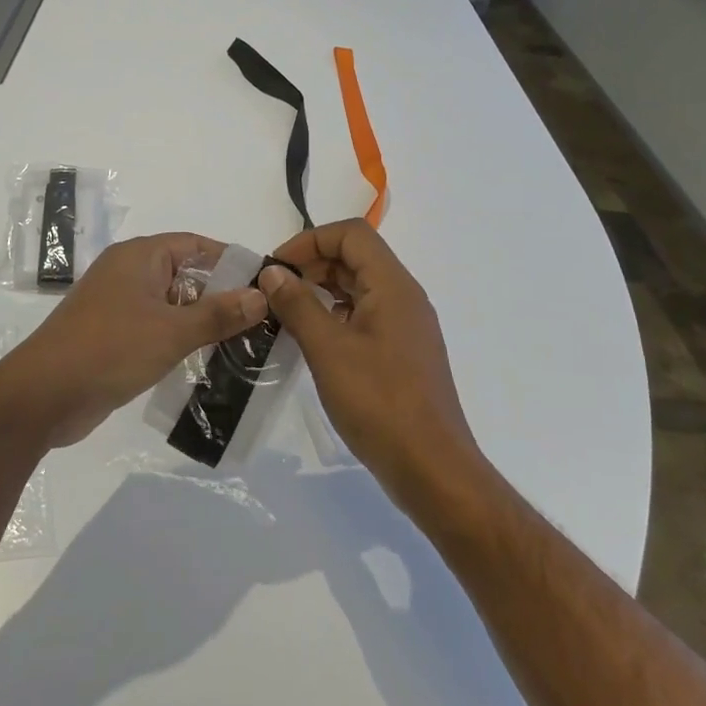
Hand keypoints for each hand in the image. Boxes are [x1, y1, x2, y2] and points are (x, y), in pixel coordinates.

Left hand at [0, 233, 269, 448]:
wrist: (44, 395)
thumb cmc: (110, 349)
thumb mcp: (172, 331)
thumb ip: (219, 314)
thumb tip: (261, 295)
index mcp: (139, 257)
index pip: (195, 245)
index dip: (230, 261)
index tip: (264, 283)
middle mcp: (128, 273)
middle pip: (185, 275)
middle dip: (221, 296)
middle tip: (261, 320)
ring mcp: (118, 305)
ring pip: (172, 305)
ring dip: (202, 322)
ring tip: (244, 344)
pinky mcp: (113, 336)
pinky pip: (156, 328)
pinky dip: (180, 340)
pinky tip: (207, 363)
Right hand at [258, 221, 481, 512]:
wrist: (433, 470)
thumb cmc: (380, 403)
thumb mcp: (328, 350)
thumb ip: (298, 305)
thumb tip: (273, 273)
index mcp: (393, 286)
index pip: (351, 234)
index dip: (309, 241)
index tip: (276, 268)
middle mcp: (404, 297)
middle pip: (355, 257)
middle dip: (311, 264)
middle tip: (273, 292)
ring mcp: (405, 326)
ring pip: (359, 288)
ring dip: (321, 291)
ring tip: (284, 314)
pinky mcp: (401, 353)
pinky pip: (364, 316)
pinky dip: (334, 316)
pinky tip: (310, 340)